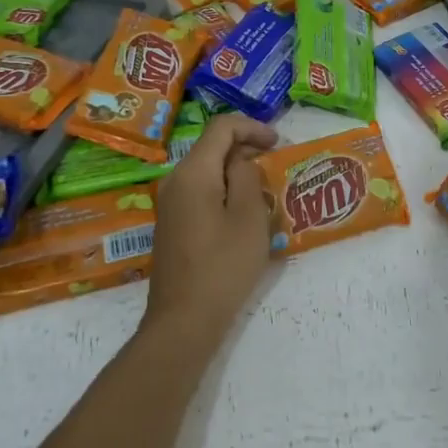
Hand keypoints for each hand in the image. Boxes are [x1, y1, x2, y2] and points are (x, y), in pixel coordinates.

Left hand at [146, 113, 278, 344]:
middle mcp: (175, 181)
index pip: (221, 128)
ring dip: (235, 172)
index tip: (278, 143)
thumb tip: (241, 162)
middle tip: (276, 165)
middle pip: (211, 147)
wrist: (183, 320)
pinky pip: (200, 192)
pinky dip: (223, 190)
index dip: (252, 127)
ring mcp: (170, 204)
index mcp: (193, 172)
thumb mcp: (249, 217)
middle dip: (245, 148)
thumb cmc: (223, 266)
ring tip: (265, 190)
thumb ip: (247, 177)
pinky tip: (243, 214)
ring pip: (206, 171)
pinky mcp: (172, 224)